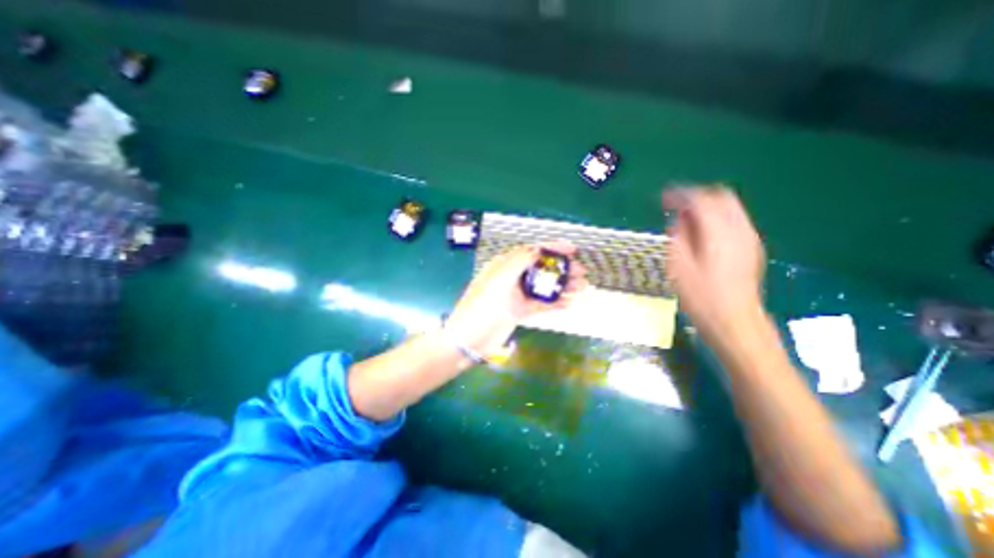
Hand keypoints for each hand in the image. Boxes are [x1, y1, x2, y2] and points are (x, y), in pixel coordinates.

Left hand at [445, 242, 588, 356]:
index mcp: (505, 265)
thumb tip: (537, 249)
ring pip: (544, 286)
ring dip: (563, 286)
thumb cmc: (482, 306)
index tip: (572, 249)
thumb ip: (518, 262)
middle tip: (582, 273)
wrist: (469, 339)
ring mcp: (517, 295)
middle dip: (563, 269)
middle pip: (542, 268)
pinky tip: (569, 303)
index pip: (532, 251)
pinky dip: (555, 303)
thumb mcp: (499, 280)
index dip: (553, 248)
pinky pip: (541, 304)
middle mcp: (512, 277)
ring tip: (582, 288)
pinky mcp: (520, 311)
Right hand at [662, 184, 763, 334]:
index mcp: (719, 233)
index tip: (662, 199)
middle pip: (721, 196)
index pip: (701, 200)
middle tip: (675, 208)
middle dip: (695, 197)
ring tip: (685, 221)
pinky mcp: (751, 247)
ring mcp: (749, 237)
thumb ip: (678, 237)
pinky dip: (715, 218)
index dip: (679, 195)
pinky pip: (734, 220)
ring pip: (729, 207)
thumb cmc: (702, 297)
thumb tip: (679, 221)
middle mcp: (739, 229)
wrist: (734, 320)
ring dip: (706, 207)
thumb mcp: (679, 267)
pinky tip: (701, 234)